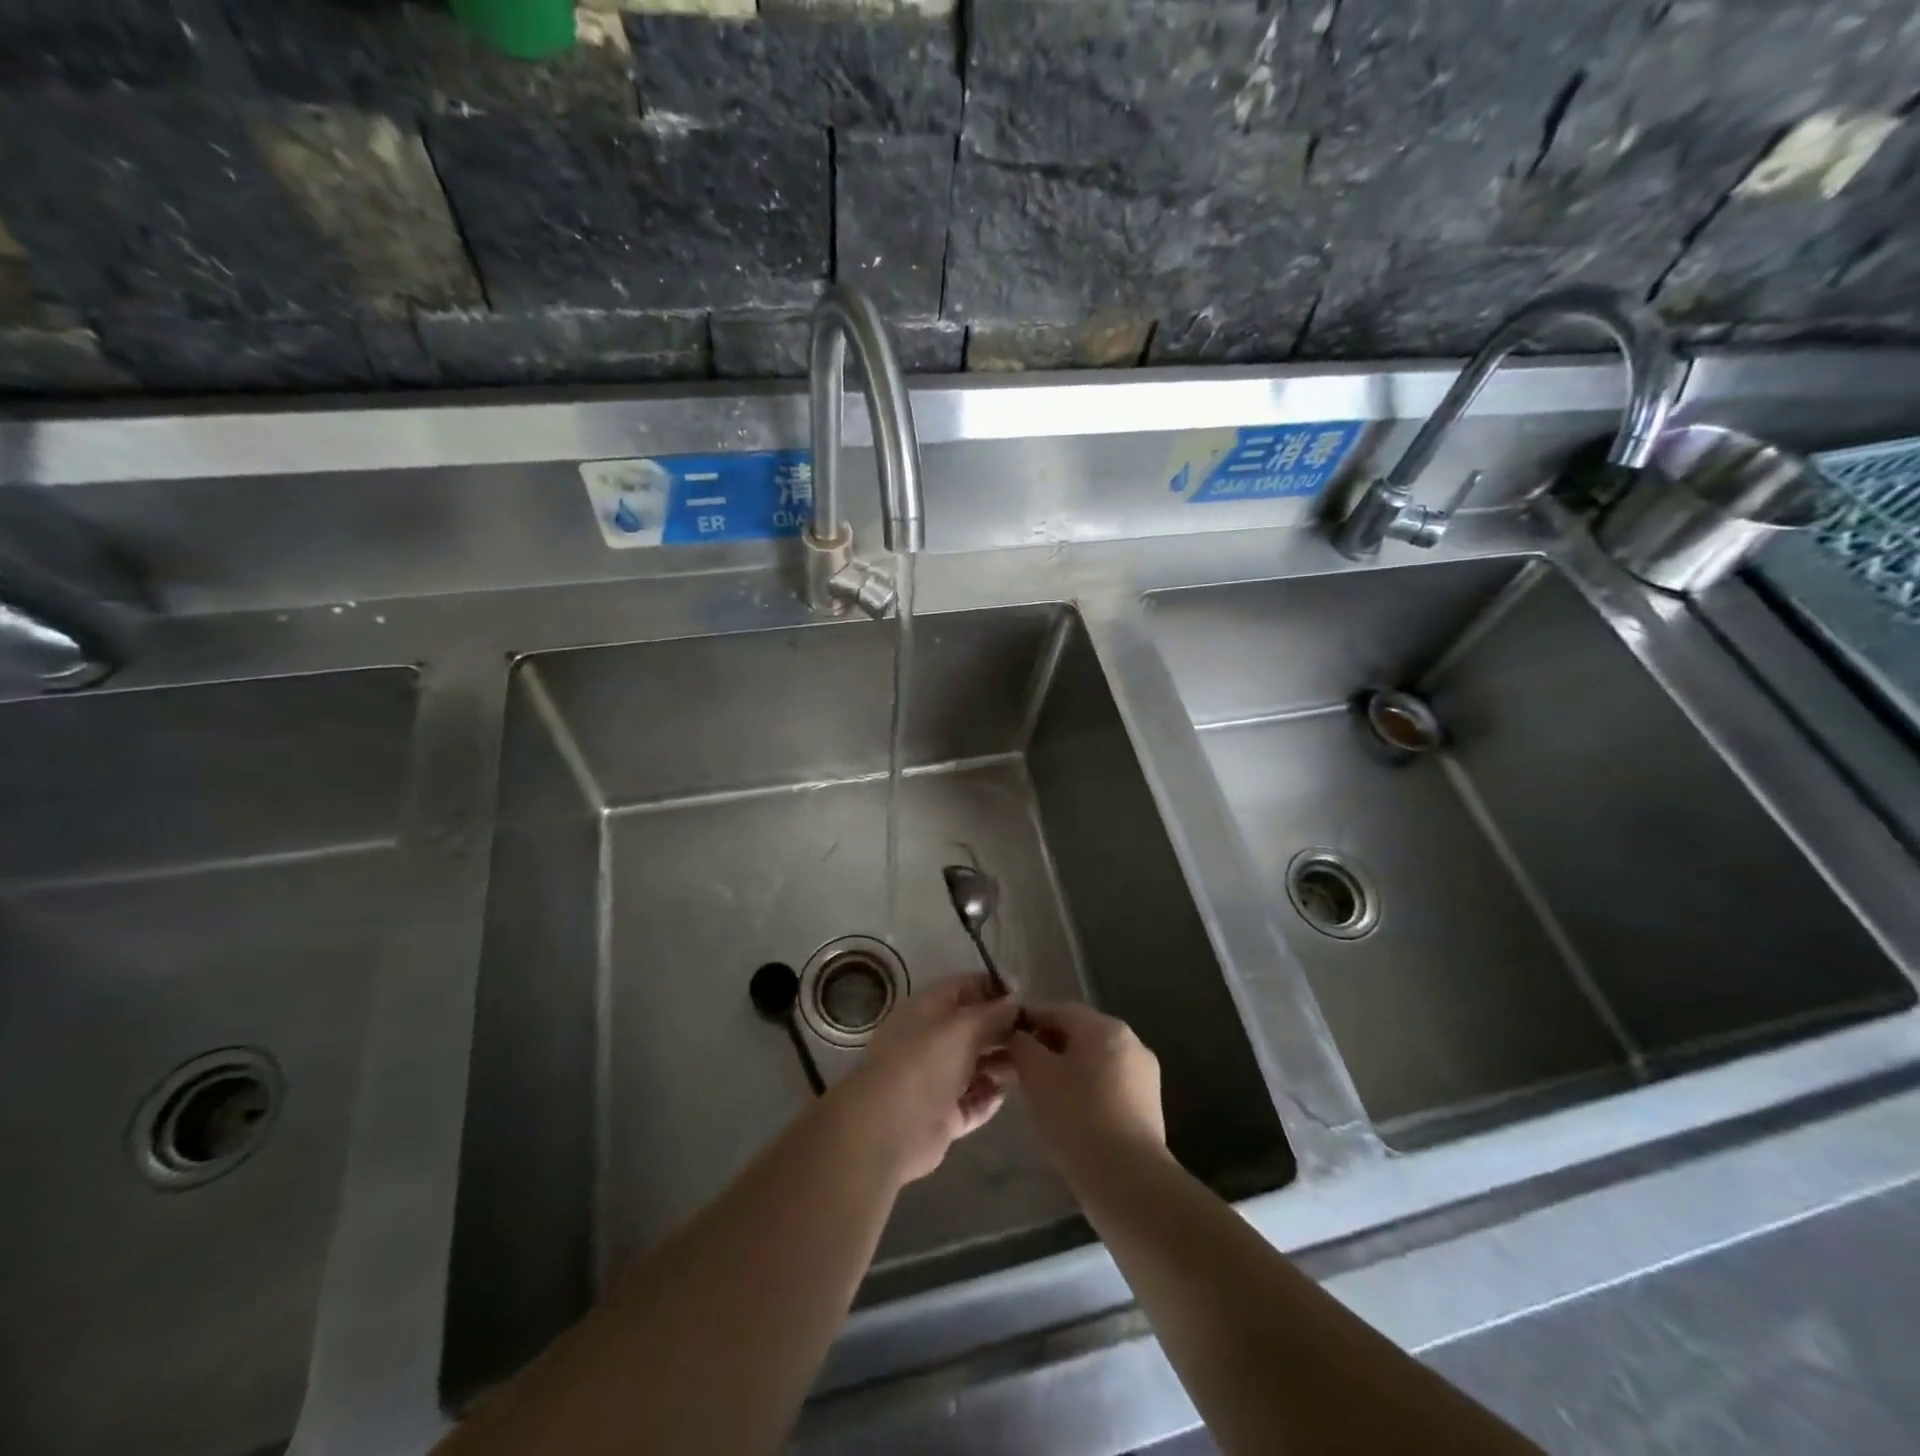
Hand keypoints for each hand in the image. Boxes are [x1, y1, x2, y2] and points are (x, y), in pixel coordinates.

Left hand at [836, 972, 1018, 1184]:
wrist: (887, 1128)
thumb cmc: (924, 1063)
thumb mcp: (963, 1027)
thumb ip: (993, 1013)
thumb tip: (1015, 1002)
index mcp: (930, 1008)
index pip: (967, 986)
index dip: (996, 988)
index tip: (1027, 996)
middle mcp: (933, 1039)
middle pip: (975, 1027)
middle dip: (1004, 1029)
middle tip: (1038, 1035)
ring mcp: (938, 1078)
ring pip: (977, 1064)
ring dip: (1002, 1064)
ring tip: (1030, 1065)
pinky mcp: (944, 1114)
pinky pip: (974, 1100)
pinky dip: (990, 1096)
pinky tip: (1007, 1093)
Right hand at [1008, 1003, 1165, 1182]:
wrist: (1128, 1181)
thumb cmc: (1076, 1117)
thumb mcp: (1035, 1075)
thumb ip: (1021, 1045)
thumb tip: (1018, 1035)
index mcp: (1104, 1026)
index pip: (1057, 1011)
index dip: (1027, 1021)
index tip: (1004, 1040)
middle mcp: (1130, 1041)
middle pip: (1078, 1034)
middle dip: (1047, 1047)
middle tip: (1018, 1071)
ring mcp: (1144, 1075)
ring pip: (1094, 1061)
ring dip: (1066, 1070)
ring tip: (1041, 1096)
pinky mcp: (1149, 1107)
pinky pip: (1109, 1085)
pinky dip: (1086, 1091)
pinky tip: (1070, 1115)